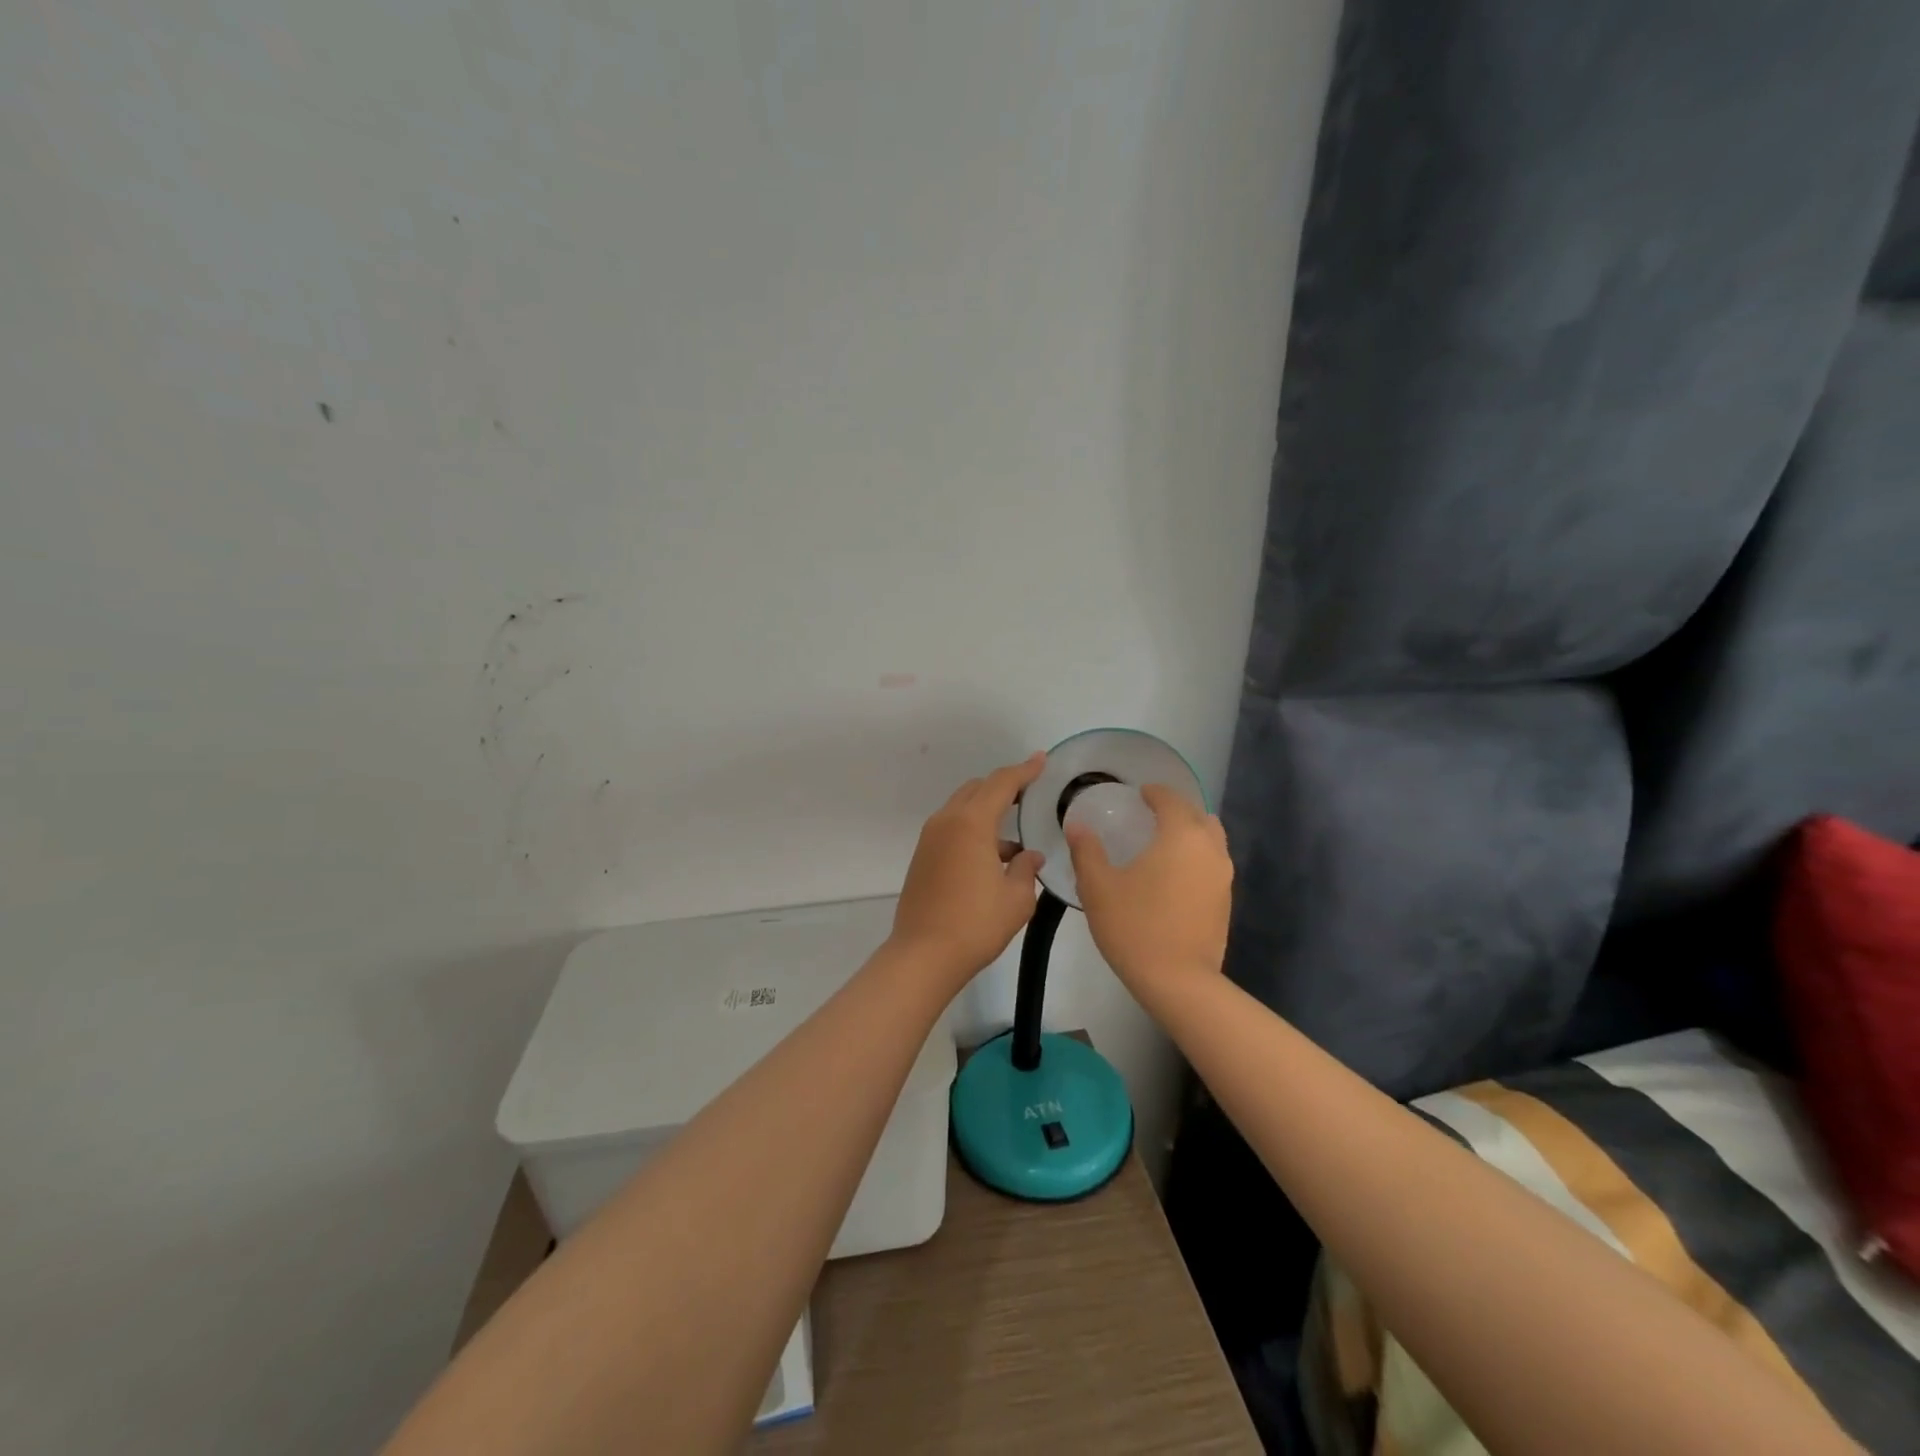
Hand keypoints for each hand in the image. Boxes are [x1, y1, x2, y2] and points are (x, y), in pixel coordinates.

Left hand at [890, 754, 1048, 986]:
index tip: (1042, 760)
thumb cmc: (975, 924)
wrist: (923, 955)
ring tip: (1016, 837)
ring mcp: (930, 839)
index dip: (1024, 770)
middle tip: (1030, 794)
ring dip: (988, 811)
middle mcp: (947, 822)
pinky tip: (994, 858)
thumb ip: (1026, 869)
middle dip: (1004, 787)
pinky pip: (953, 828)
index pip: (1002, 783)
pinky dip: (974, 829)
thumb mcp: (1016, 899)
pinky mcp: (923, 857)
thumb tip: (1030, 856)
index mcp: (971, 823)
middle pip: (978, 789)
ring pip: (962, 808)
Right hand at [1065, 784, 1231, 1001]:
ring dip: (1190, 833)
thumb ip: (1087, 851)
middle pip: (1197, 815)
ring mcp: (1223, 876)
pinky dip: (1196, 857)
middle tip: (1150, 815)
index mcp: (1180, 836)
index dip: (1154, 793)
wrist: (1178, 981)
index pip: (1171, 800)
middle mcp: (1209, 849)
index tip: (1139, 793)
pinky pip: (1212, 864)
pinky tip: (1174, 875)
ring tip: (1163, 843)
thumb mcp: (1098, 887)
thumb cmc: (1134, 926)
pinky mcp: (1225, 901)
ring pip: (1211, 840)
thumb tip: (1077, 825)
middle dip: (1176, 809)